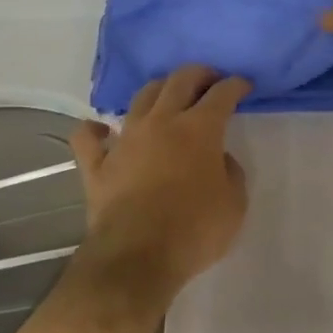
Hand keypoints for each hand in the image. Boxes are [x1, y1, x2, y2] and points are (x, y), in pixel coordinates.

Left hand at [68, 65, 250, 303]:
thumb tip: (218, 158)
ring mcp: (126, 140)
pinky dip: (95, 130)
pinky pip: (89, 138)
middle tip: (209, 79)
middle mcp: (162, 122)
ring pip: (141, 98)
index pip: (222, 94)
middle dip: (199, 74)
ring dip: (158, 90)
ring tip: (168, 96)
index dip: (235, 85)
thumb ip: (231, 173)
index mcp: (199, 129)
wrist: (137, 259)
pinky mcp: (97, 164)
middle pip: (179, 80)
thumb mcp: (234, 204)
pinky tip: (101, 130)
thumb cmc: (194, 231)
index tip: (243, 85)